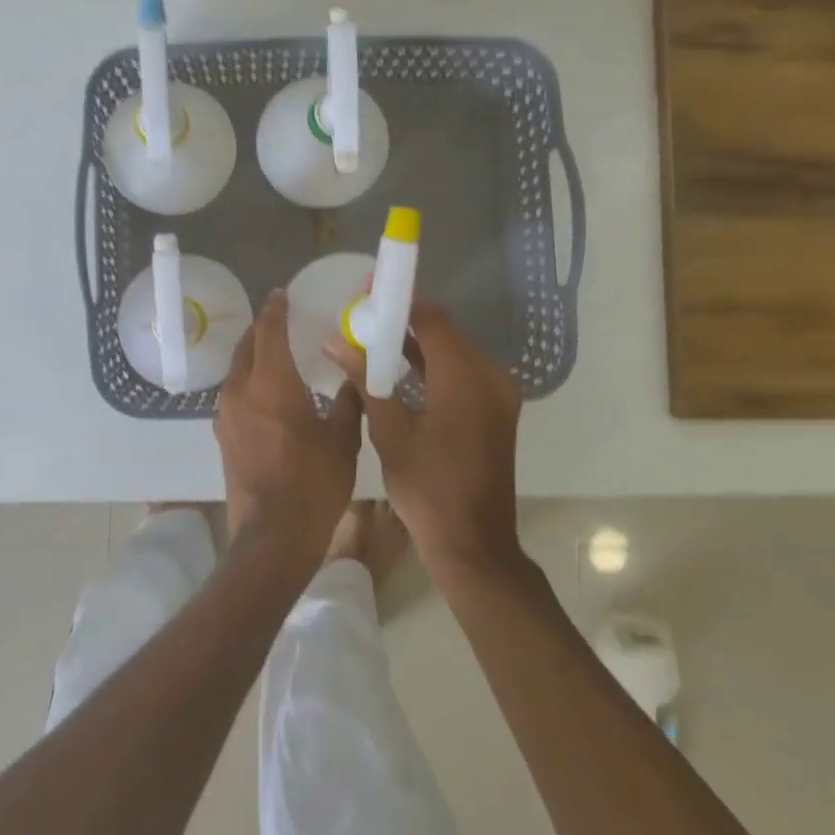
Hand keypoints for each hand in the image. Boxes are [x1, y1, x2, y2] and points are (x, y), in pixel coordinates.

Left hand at [216, 291, 363, 576]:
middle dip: (262, 329)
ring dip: (254, 355)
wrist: (272, 538)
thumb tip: (355, 375)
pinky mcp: (222, 436)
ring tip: (277, 354)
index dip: (276, 309)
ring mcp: (226, 414)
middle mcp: (241, 390)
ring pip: (237, 370)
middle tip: (282, 320)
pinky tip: (268, 392)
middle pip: (246, 346)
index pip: (269, 330)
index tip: (282, 294)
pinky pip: (235, 394)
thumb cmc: (313, 484)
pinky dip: (250, 381)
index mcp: (271, 382)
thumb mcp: (342, 440)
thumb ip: (349, 401)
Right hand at [325, 301, 522, 576]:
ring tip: (375, 339)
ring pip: (455, 352)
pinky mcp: (498, 410)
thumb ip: (366, 380)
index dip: (400, 301)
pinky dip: (435, 366)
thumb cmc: (427, 490)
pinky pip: (464, 372)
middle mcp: (490, 377)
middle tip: (365, 317)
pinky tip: (403, 370)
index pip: (432, 319)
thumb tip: (335, 341)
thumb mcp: (389, 433)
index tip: (368, 292)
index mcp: (465, 379)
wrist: (474, 543)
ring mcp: (499, 394)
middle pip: (446, 332)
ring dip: (419, 344)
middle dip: (406, 321)